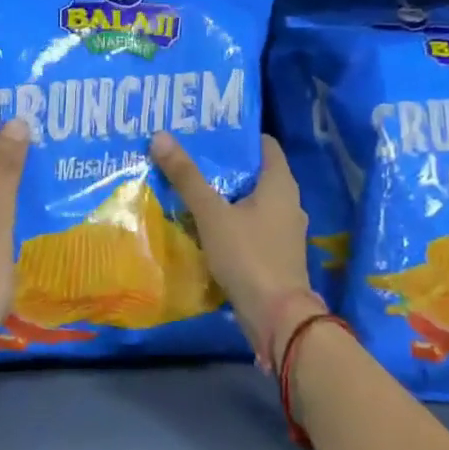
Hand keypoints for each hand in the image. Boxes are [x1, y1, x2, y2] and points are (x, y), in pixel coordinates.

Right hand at [149, 131, 319, 363]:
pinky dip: (230, 219)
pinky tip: (203, 223)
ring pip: (250, 201)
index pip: (263, 143)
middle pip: (254, 172)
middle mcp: (288, 201)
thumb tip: (161, 136)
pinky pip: (250, 225)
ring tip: (189, 187)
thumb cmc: (248, 256)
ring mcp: (283, 230)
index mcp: (280, 183)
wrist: (278, 318)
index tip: (207, 131)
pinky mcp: (275, 253)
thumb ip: (187, 177)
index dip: (236, 135)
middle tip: (188, 156)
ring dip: (224, 194)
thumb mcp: (212, 214)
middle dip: (223, 165)